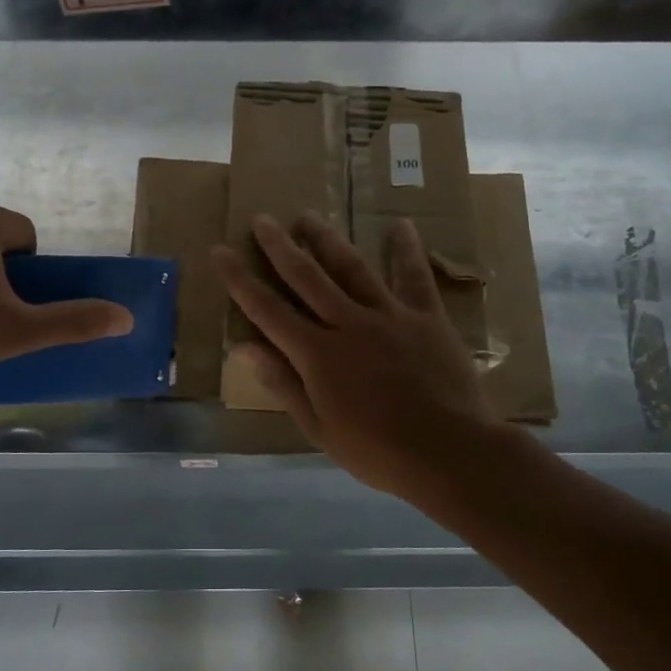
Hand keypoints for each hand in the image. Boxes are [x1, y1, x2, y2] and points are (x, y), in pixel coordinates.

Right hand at [215, 213, 494, 501]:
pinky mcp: (426, 317)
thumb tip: (244, 348)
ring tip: (308, 217)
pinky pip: (414, 277)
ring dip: (327, 240)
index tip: (221, 252)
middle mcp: (348, 324)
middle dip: (280, 247)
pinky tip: (401, 225)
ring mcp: (389, 316)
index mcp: (318, 355)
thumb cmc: (377, 451)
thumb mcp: (319, 428)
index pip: (268, 310)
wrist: (450, 453)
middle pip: (307, 277)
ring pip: (352, 268)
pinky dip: (406, 250)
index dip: (240, 280)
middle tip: (262, 219)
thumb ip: (283, 384)